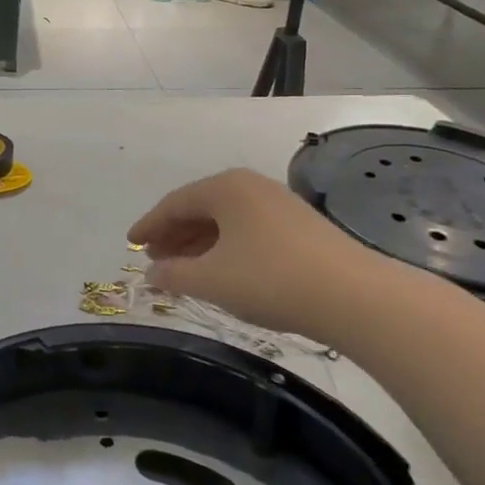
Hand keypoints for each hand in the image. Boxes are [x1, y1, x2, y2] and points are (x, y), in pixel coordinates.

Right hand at [128, 168, 380, 341]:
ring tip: (181, 267)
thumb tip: (151, 272)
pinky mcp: (300, 227)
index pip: (174, 203)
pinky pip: (247, 230)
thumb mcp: (210, 280)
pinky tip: (221, 270)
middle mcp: (251, 186)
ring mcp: (278, 205)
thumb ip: (172, 274)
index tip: (130, 241)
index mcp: (225, 188)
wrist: (355, 297)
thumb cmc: (270, 280)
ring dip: (198, 242)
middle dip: (173, 233)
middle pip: (200, 207)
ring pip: (225, 220)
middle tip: (153, 257)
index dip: (149, 224)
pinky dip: (225, 247)